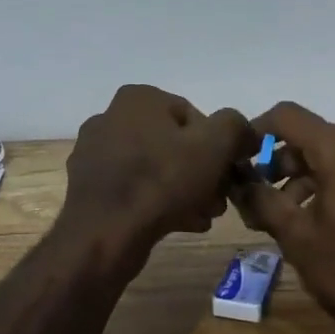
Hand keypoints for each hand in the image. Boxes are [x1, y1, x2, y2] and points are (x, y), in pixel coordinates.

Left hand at [60, 85, 254, 244]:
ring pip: (157, 169)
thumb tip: (245, 132)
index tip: (228, 176)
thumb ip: (236, 127)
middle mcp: (111, 117)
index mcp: (138, 98)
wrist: (104, 235)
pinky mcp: (90, 187)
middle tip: (218, 202)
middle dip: (202, 174)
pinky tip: (180, 224)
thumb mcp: (214, 146)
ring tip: (203, 217)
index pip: (195, 117)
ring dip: (186, 191)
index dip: (219, 148)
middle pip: (175, 145)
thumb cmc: (161, 182)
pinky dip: (159, 203)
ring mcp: (96, 154)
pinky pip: (136, 189)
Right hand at [233, 102, 334, 333]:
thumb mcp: (297, 237)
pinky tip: (325, 222)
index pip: (287, 116)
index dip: (257, 131)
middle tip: (260, 202)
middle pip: (313, 138)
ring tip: (289, 219)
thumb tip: (238, 180)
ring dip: (307, 180)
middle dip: (281, 166)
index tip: (241, 160)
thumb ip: (262, 200)